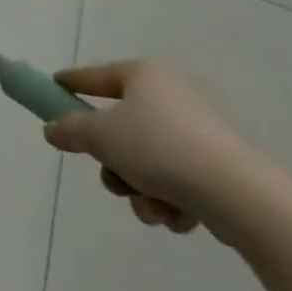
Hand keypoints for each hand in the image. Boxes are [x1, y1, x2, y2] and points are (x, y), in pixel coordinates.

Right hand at [42, 61, 270, 240]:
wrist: (239, 195)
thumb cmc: (160, 150)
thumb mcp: (101, 137)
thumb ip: (70, 129)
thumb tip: (52, 128)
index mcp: (144, 76)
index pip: (96, 76)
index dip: (71, 83)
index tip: (53, 87)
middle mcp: (171, 95)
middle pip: (120, 127)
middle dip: (113, 162)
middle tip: (113, 177)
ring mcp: (197, 132)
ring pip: (145, 161)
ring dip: (139, 188)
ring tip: (152, 204)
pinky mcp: (216, 166)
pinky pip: (174, 180)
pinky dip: (169, 200)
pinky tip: (179, 215)